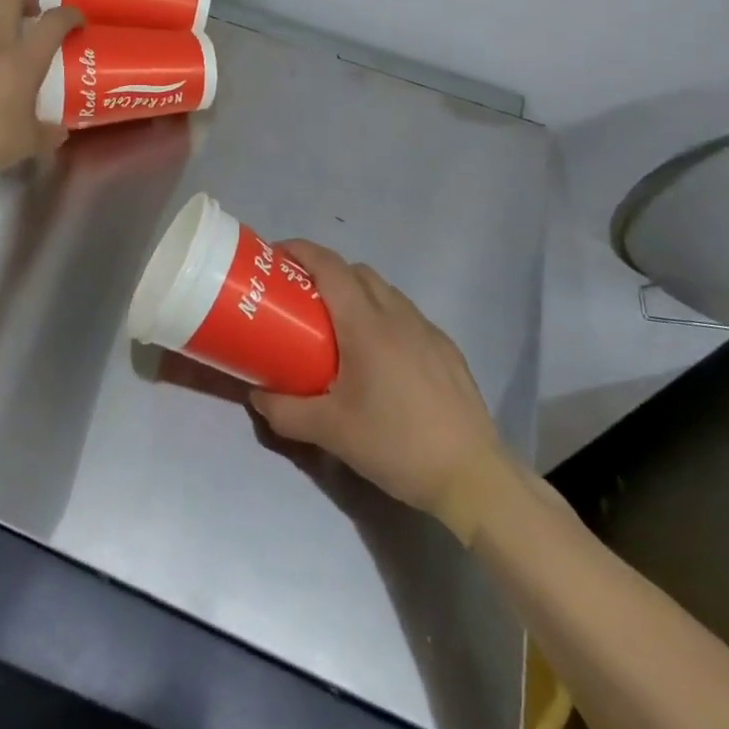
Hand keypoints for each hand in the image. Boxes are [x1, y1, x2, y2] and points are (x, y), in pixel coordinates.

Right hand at [251, 242, 503, 522]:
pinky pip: (406, 316)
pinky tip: (379, 358)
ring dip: (356, 293)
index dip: (301, 251)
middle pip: (356, 272)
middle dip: (325, 272)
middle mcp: (398, 315)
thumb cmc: (396, 444)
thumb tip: (256, 394)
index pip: (330, 267)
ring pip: (384, 291)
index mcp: (366, 325)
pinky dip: (383, 317)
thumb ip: (285, 411)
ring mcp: (427, 330)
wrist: (473, 477)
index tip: (276, 255)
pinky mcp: (447, 350)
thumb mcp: (330, 432)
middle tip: (300, 298)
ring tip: (337, 328)